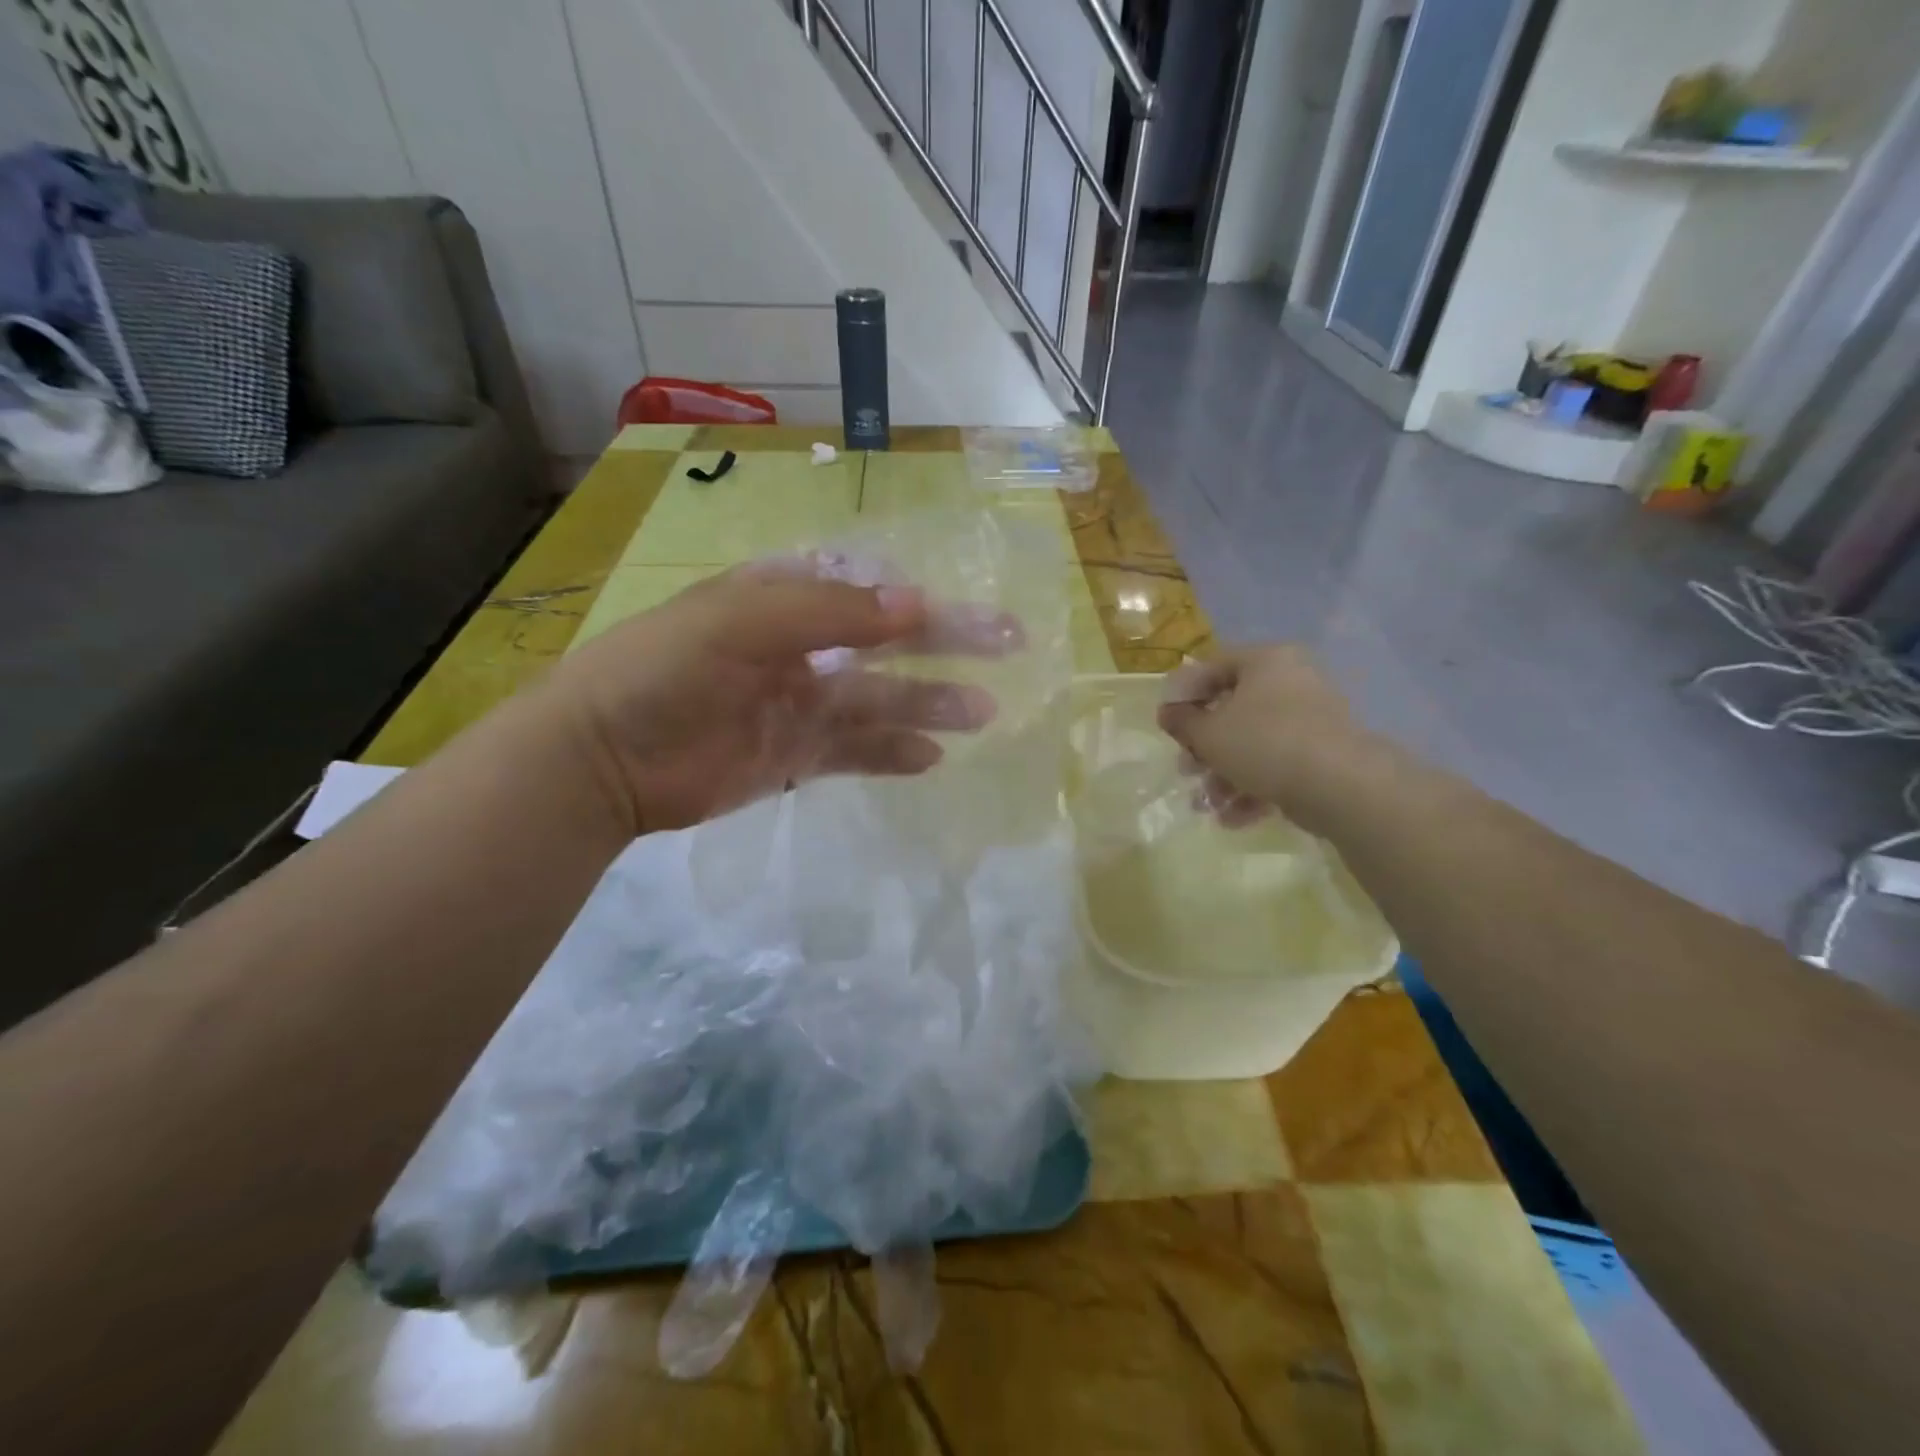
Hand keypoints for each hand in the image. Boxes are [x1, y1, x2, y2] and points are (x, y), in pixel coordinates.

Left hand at [545, 566, 1002, 835]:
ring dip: (930, 703)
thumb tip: (915, 604)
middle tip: (1009, 645)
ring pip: (880, 700)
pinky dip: (891, 752)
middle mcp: (800, 647)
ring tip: (983, 713)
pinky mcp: (792, 756)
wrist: (601, 760)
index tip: (974, 611)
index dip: (923, 597)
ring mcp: (798, 704)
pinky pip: (854, 750)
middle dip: (947, 644)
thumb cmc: (664, 671)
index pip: (869, 589)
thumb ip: (828, 613)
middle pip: (888, 643)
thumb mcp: (740, 622)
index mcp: (784, 599)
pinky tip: (931, 756)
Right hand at [1157, 646, 1375, 835]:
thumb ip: (1182, 722)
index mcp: (1266, 661)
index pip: (1213, 668)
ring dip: (1224, 774)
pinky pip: (1278, 765)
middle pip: (1233, 710)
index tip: (1166, 725)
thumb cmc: (1265, 744)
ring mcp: (1312, 720)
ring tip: (1208, 805)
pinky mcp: (1323, 755)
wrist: (1341, 786)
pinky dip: (1253, 788)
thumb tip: (1167, 712)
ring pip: (1254, 743)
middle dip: (1204, 747)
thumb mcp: (1209, 733)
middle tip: (1186, 769)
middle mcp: (1292, 682)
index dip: (1183, 696)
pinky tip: (1233, 818)